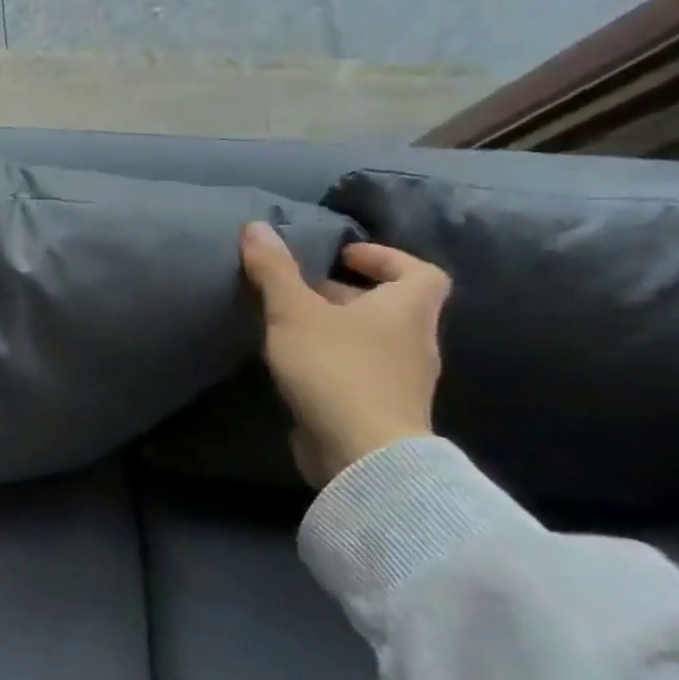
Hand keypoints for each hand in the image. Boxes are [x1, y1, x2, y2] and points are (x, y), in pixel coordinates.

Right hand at [238, 221, 451, 487]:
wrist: (362, 453)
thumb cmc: (335, 368)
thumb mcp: (294, 311)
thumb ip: (274, 270)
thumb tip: (256, 226)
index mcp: (406, 311)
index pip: (422, 272)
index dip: (387, 258)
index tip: (343, 256)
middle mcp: (414, 342)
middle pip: (391, 306)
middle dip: (348, 293)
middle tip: (302, 289)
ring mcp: (402, 379)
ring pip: (374, 340)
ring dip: (338, 327)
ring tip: (291, 325)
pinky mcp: (382, 408)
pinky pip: (362, 370)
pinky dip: (335, 359)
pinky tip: (298, 365)